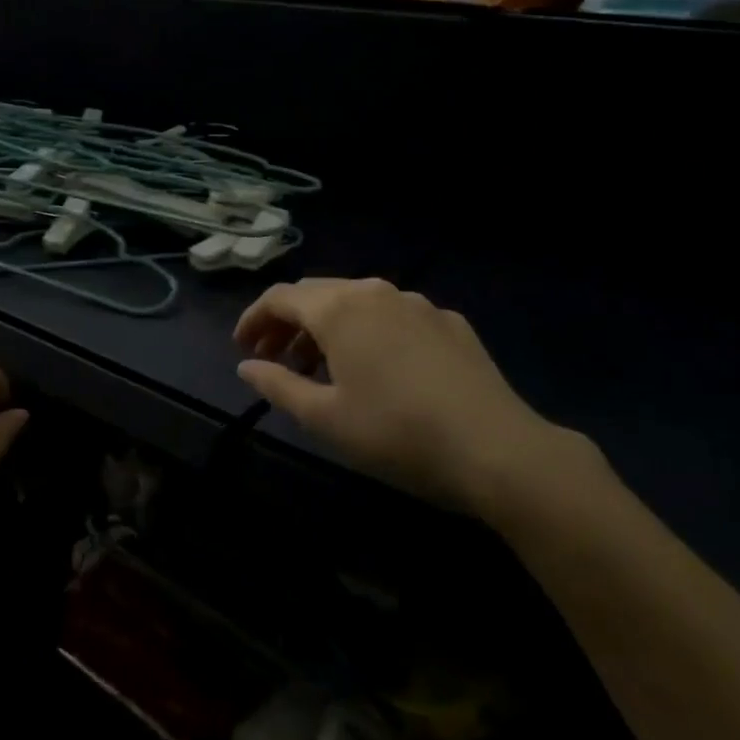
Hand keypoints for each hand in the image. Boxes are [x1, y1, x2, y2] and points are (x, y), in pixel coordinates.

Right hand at [235, 278, 598, 515]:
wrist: (496, 448)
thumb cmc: (396, 433)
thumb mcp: (325, 417)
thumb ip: (278, 385)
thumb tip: (247, 366)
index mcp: (339, 308)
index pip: (280, 297)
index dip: (254, 319)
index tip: (242, 348)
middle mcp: (375, 291)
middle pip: (317, 294)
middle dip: (288, 323)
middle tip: (273, 358)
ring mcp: (417, 303)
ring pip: (357, 302)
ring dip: (328, 328)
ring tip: (320, 367)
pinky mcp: (449, 322)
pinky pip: (394, 316)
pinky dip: (368, 332)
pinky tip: (377, 368)